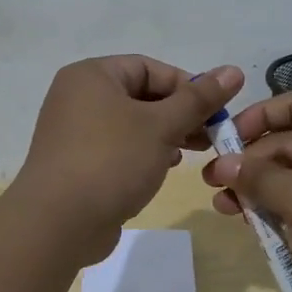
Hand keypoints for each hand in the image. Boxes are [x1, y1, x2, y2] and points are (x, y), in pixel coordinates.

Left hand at [12, 57, 243, 263]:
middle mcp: (78, 97)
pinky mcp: (76, 163)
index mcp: (92, 75)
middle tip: (210, 135)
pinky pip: (117, 147)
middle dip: (179, 114)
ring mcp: (74, 132)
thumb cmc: (112, 161)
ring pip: (131, 124)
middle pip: (141, 95)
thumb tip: (233, 71)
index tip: (214, 111)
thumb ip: (198, 99)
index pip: (149, 67)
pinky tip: (162, 169)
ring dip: (165, 135)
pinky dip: (143, 153)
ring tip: (192, 153)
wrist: (57, 223)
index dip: (187, 86)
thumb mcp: (162, 126)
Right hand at [201, 91, 291, 291]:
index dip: (257, 117)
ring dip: (262, 189)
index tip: (226, 141)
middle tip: (214, 186)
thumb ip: (259, 178)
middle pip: (290, 142)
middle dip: (251, 163)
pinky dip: (285, 209)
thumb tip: (224, 163)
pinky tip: (258, 228)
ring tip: (227, 210)